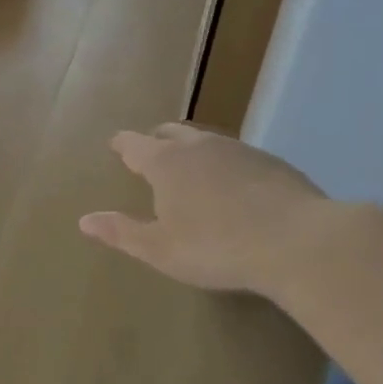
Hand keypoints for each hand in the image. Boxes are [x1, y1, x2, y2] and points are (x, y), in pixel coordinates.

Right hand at [79, 123, 331, 296]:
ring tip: (189, 166)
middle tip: (149, 152)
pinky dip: (223, 162)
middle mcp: (199, 146)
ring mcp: (239, 150)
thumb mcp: (160, 250)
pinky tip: (232, 183)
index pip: (135, 144)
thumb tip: (84, 220)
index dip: (123, 144)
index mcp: (166, 163)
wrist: (298, 242)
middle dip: (155, 140)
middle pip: (170, 133)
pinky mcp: (271, 162)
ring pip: (205, 140)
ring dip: (191, 148)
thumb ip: (122, 232)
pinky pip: (235, 154)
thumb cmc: (217, 248)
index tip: (115, 144)